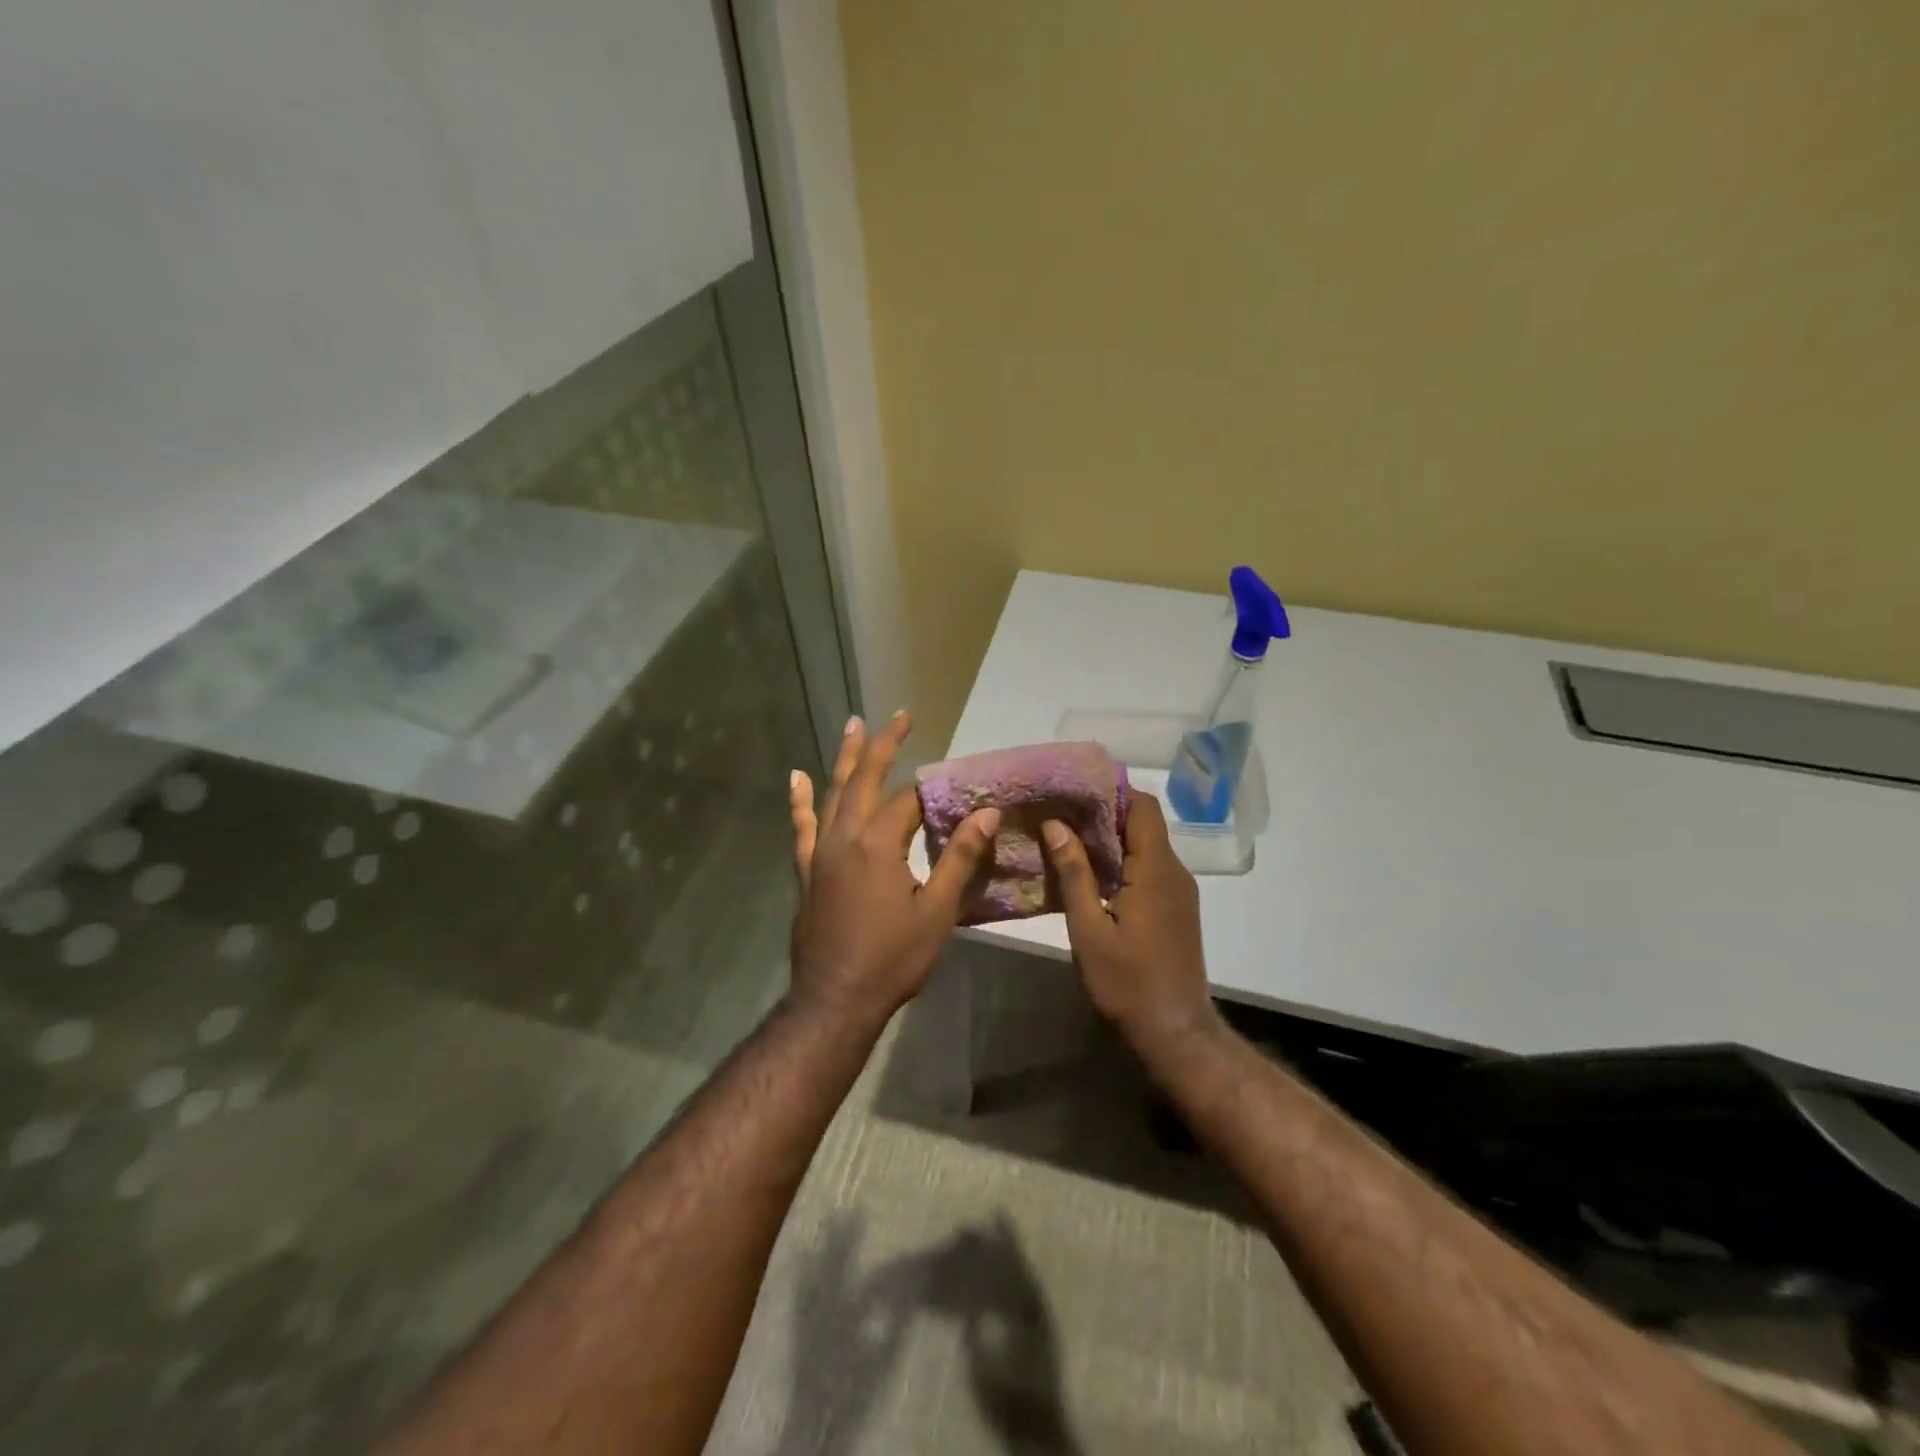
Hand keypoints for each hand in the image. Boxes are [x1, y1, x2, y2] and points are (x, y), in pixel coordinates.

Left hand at [787, 711, 1000, 1024]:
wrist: (835, 1000)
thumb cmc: (892, 958)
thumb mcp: (937, 912)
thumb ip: (959, 858)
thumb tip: (986, 813)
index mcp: (879, 844)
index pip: (910, 800)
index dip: (935, 789)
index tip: (959, 783)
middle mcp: (845, 837)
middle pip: (867, 780)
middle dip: (884, 745)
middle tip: (900, 716)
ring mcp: (820, 852)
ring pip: (834, 793)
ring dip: (846, 758)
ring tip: (853, 724)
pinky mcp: (806, 870)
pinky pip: (802, 826)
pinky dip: (800, 801)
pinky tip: (796, 778)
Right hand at [1041, 793, 1217, 1051]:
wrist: (1175, 1031)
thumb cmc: (1127, 982)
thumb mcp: (1089, 930)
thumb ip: (1074, 873)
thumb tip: (1056, 824)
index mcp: (1155, 870)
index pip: (1142, 807)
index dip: (1112, 790)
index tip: (1075, 787)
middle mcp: (1173, 871)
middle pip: (1143, 823)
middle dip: (1103, 811)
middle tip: (1059, 810)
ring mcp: (1178, 890)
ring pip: (1145, 845)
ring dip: (1110, 837)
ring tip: (1066, 835)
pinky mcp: (1175, 907)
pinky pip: (1148, 868)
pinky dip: (1121, 859)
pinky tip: (1089, 871)